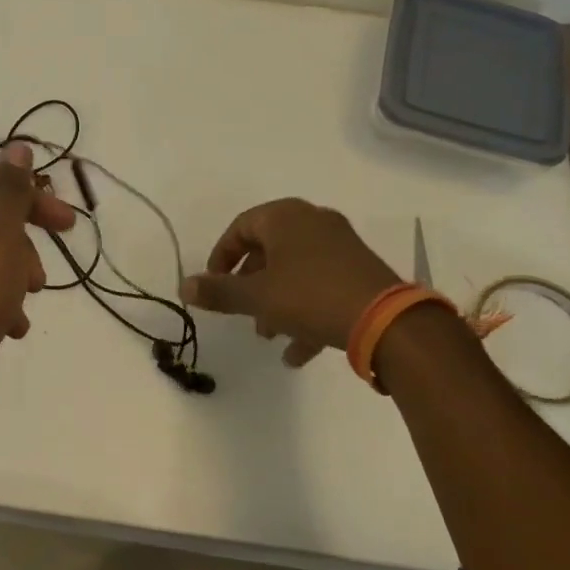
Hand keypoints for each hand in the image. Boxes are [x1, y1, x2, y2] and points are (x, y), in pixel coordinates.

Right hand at [180, 199, 399, 366]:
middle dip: (250, 285)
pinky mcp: (360, 271)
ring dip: (276, 302)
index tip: (213, 285)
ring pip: (295, 271)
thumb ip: (218, 291)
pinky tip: (297, 353)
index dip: (221, 257)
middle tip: (241, 311)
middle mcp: (313, 222)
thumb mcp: (256, 296)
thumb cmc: (310, 296)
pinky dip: (305, 312)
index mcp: (285, 217)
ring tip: (268, 335)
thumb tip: (183, 286)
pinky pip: (321, 286)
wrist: (386, 320)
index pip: (240, 227)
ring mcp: (341, 246)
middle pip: (268, 249)